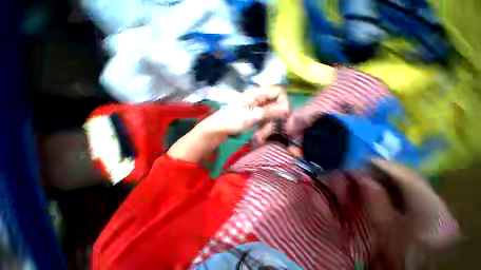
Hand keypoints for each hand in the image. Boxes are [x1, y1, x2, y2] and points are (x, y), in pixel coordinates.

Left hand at [199, 86, 289, 134]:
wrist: (218, 128)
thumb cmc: (231, 120)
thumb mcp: (251, 116)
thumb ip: (269, 111)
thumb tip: (287, 108)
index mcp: (257, 93)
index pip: (278, 91)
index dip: (283, 102)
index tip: (283, 117)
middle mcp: (258, 98)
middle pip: (276, 103)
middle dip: (275, 118)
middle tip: (268, 130)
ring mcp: (256, 107)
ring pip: (272, 113)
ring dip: (269, 125)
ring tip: (260, 135)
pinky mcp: (254, 115)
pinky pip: (266, 119)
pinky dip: (265, 127)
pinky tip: (259, 134)